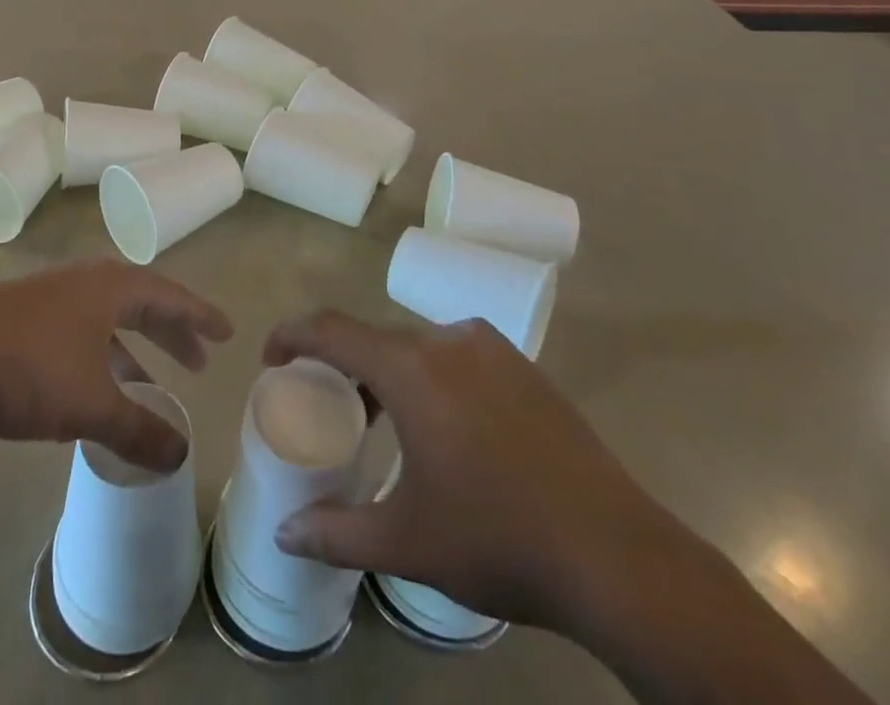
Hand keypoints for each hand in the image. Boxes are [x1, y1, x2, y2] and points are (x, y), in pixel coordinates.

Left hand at [0, 259, 232, 473]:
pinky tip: (91, 386)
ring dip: (133, 347)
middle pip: (141, 302)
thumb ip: (138, 429)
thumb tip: (181, 456)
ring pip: (106, 317)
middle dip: (171, 332)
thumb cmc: (28, 368)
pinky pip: (79, 328)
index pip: (169, 295)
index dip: (199, 316)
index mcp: (110, 287)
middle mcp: (85, 281)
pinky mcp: (23, 313)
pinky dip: (99, 353)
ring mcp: (50, 294)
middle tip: (198, 361)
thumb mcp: (90, 405)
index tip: (226, 332)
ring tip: (147, 385)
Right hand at [263, 311, 690, 635]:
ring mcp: (492, 350)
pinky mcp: (525, 368)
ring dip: (389, 373)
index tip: (271, 358)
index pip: (333, 330)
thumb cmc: (498, 540)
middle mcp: (448, 341)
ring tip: (383, 423)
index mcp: (412, 369)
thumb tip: (283, 534)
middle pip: (376, 339)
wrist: (618, 557)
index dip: (293, 335)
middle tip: (327, 405)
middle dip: (342, 364)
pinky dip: (431, 376)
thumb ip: (335, 532)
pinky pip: (457, 356)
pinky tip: (446, 428)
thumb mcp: (407, 542)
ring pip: (418, 347)